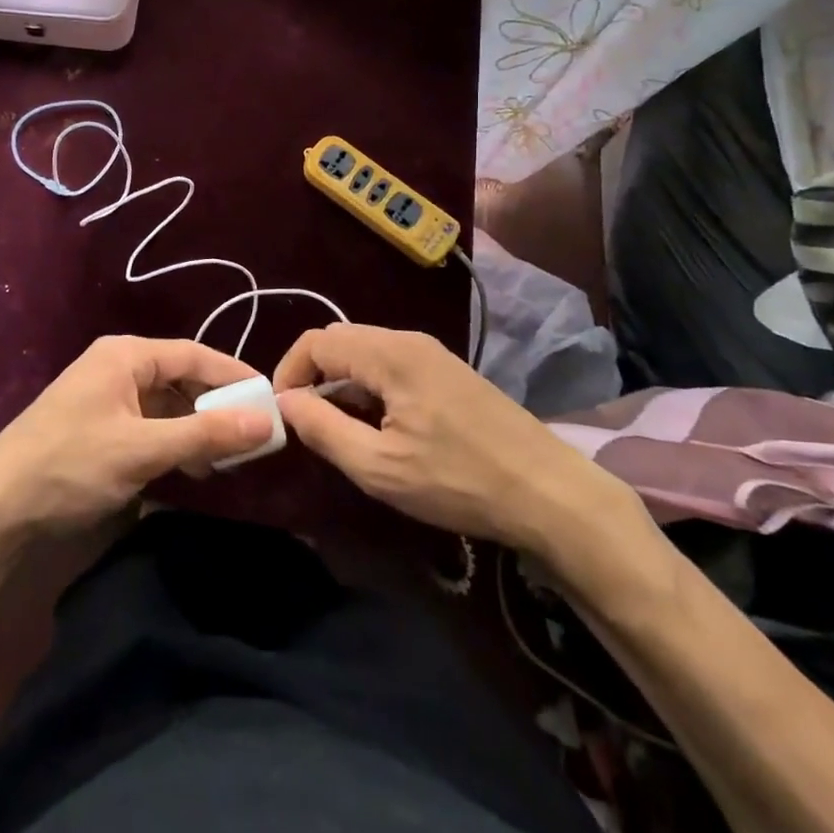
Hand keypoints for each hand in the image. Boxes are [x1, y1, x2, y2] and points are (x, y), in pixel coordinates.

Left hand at [0, 337, 272, 539]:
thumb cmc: (70, 465)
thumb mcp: (142, 450)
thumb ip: (204, 434)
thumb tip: (265, 420)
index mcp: (125, 355)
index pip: (193, 354)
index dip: (233, 376)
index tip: (269, 398)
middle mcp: (117, 366)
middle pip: (180, 378)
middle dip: (215, 407)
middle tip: (252, 436)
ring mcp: (105, 396)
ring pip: (166, 404)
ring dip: (195, 429)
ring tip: (225, 460)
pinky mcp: (98, 426)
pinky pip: (148, 424)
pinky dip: (172, 442)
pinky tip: (189, 468)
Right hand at [273, 324, 662, 593]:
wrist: (550, 493)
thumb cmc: (459, 481)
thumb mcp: (380, 468)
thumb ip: (324, 430)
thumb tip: (284, 403)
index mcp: (389, 354)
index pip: (316, 342)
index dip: (289, 372)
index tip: (283, 414)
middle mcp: (408, 339)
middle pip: (340, 341)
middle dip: (314, 377)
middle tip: (310, 424)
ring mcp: (432, 352)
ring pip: (366, 352)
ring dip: (342, 383)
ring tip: (343, 430)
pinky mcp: (448, 370)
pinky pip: (392, 364)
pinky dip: (370, 386)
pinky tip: (382, 427)